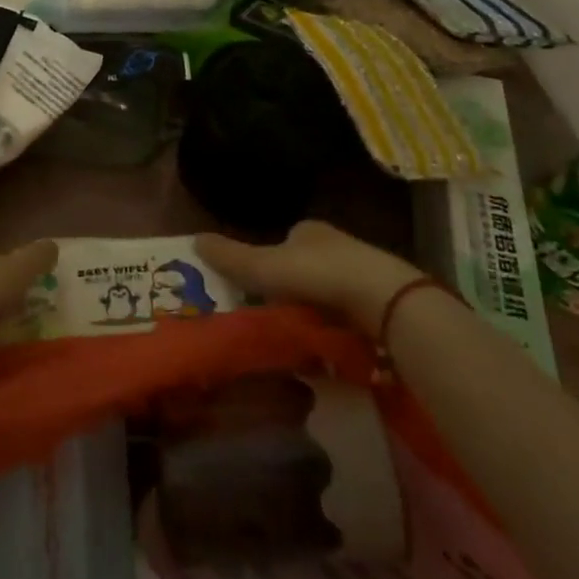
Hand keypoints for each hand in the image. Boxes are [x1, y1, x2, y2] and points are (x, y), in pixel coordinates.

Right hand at [196, 220, 423, 327]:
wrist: (384, 301)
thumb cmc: (318, 275)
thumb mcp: (264, 267)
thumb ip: (230, 257)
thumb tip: (193, 239)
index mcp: (309, 230)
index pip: (284, 241)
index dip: (268, 262)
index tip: (256, 287)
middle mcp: (337, 245)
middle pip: (305, 267)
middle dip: (291, 289)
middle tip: (273, 317)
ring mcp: (364, 274)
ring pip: (328, 293)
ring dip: (314, 312)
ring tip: (296, 339)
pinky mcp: (382, 304)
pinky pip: (349, 316)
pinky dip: (337, 329)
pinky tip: (327, 348)